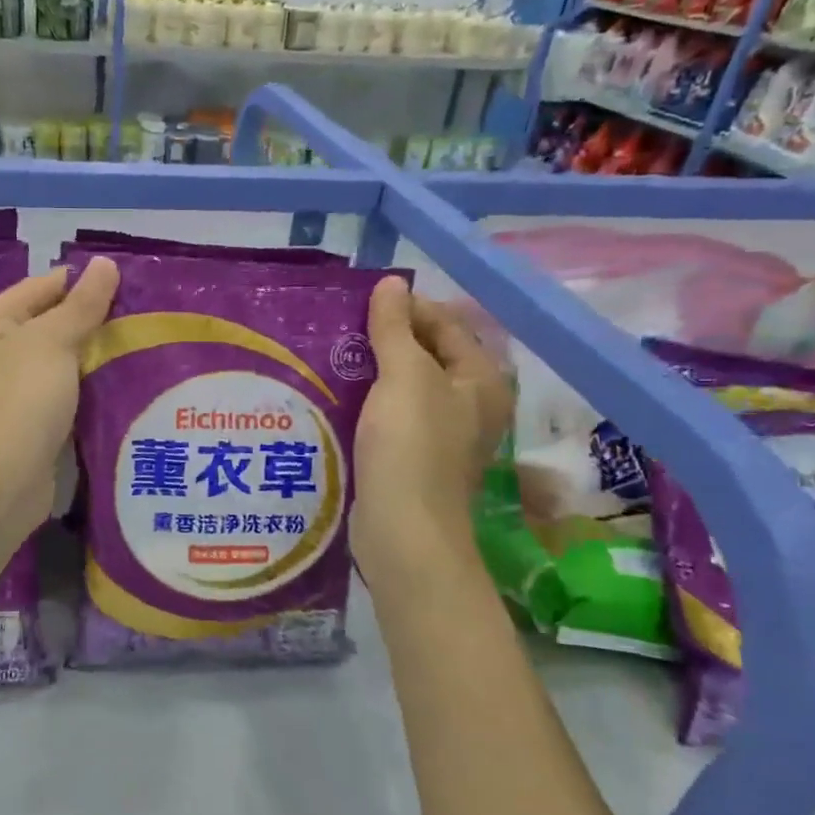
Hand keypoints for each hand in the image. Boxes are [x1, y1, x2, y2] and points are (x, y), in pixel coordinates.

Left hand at [0, 257, 119, 541]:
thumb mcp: (54, 341)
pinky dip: (86, 390)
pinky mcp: (27, 423)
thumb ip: (82, 304)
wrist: (2, 481)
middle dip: (92, 322)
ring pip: (59, 362)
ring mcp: (10, 390)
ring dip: (92, 358)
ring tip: (139, 347)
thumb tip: (105, 263)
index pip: (43, 286)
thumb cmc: (22, 399)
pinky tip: (120, 387)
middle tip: (142, 319)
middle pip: (50, 324)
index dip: (83, 283)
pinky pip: (63, 394)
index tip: (130, 286)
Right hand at [351, 277, 513, 585]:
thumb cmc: (411, 447)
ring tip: (332, 357)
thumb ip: (396, 328)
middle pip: (427, 355)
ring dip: (373, 372)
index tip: (359, 302)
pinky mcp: (414, 459)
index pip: (445, 324)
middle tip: (340, 328)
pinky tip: (337, 397)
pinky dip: (369, 403)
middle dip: (386, 340)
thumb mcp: (404, 377)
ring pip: (406, 388)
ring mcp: (443, 435)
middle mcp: (470, 404)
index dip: (406, 308)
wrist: (403, 531)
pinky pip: (392, 416)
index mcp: (481, 380)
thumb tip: (392, 283)